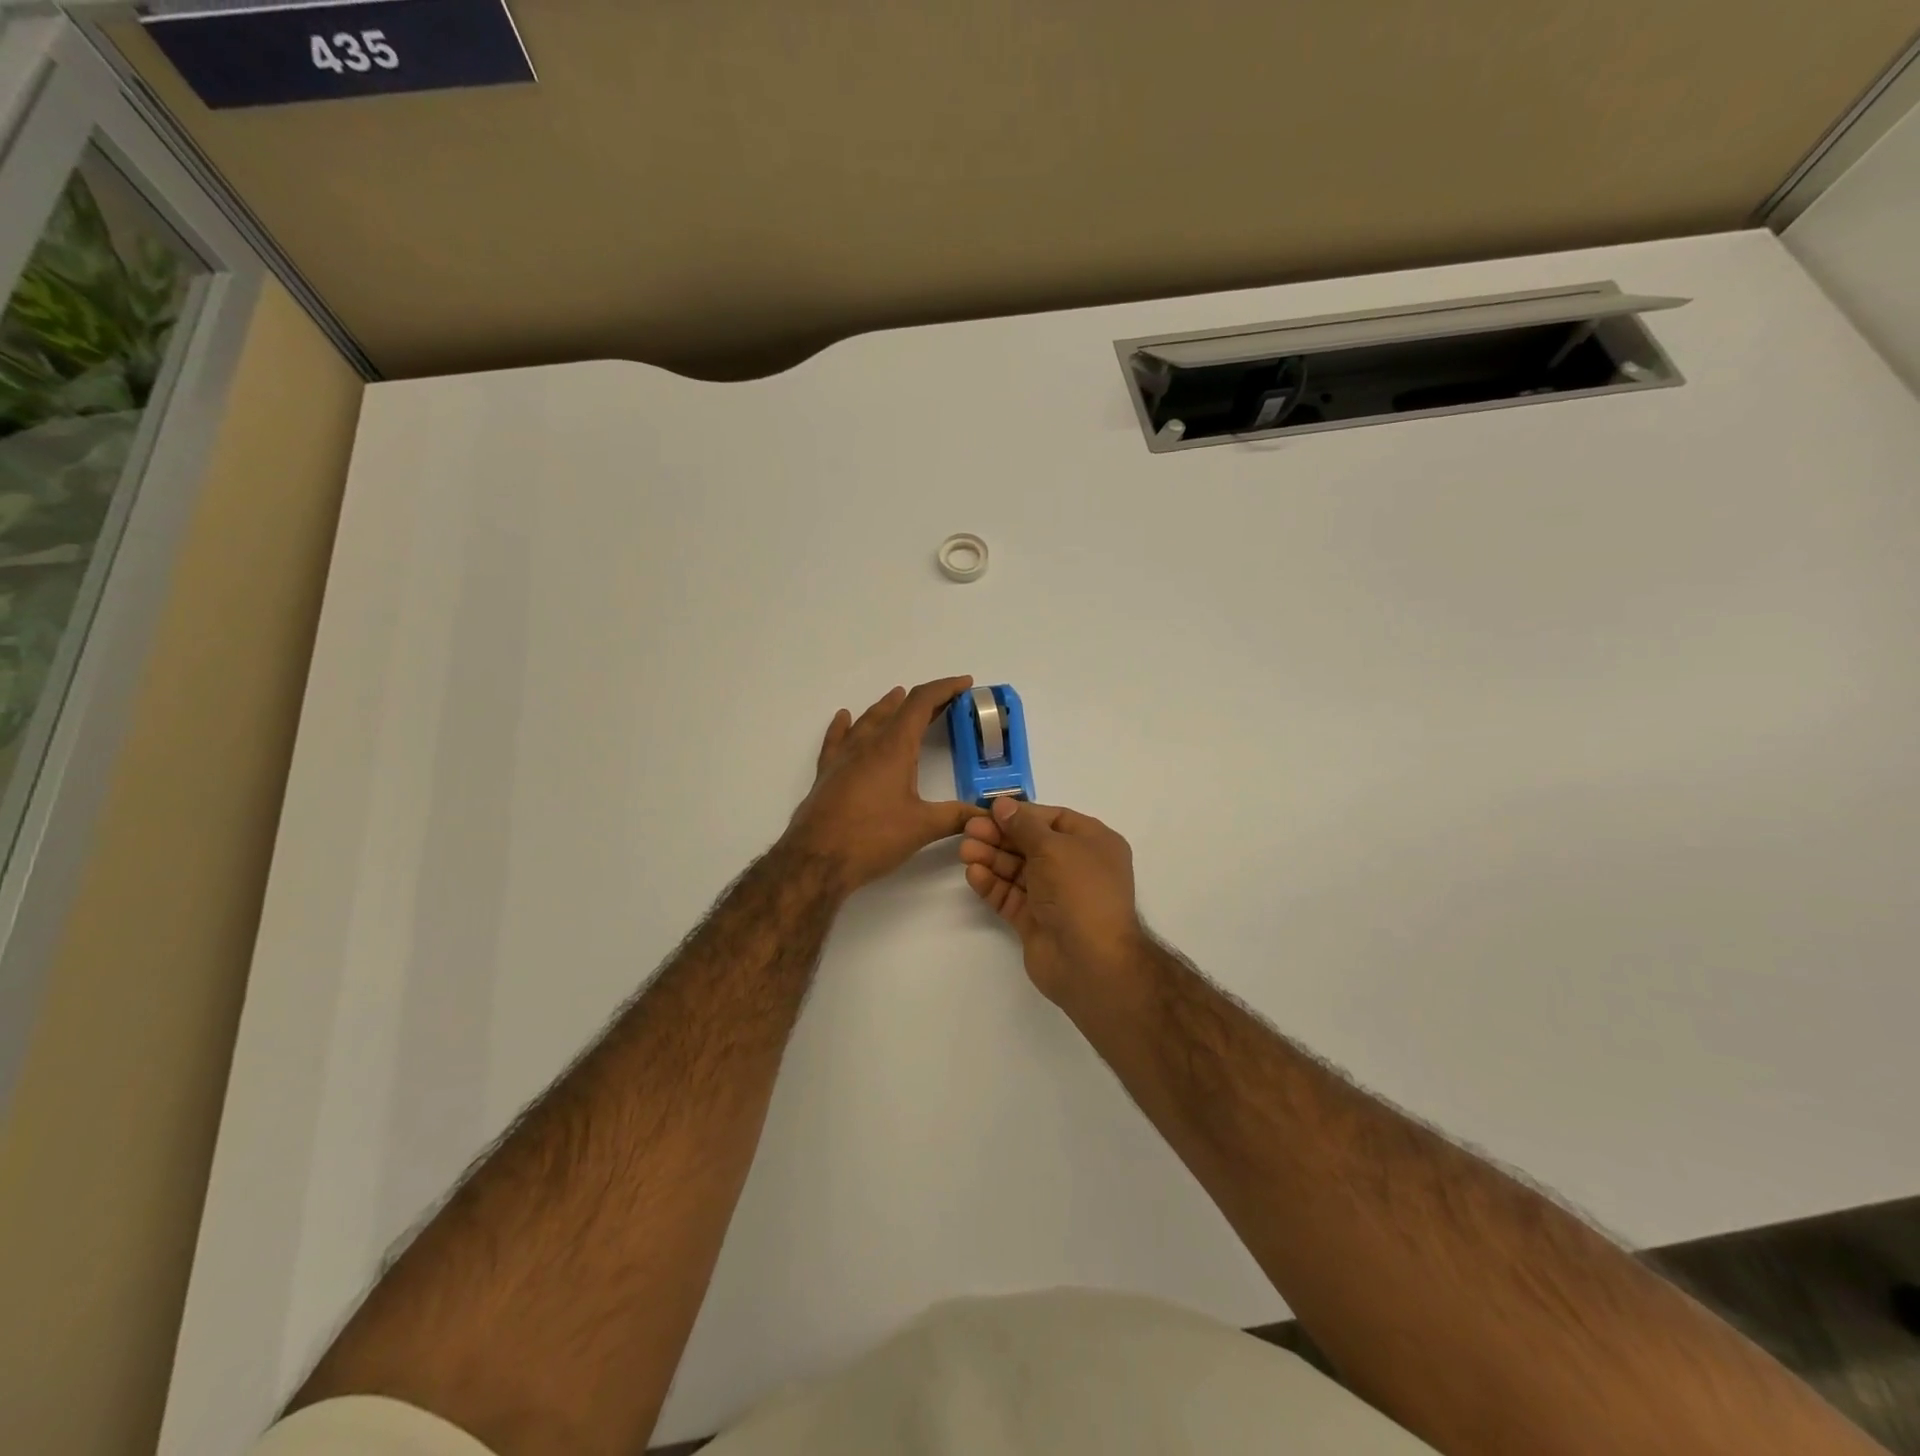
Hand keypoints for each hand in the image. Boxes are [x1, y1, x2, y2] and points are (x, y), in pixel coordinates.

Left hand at [783, 677, 981, 894]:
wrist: (815, 860)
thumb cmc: (872, 838)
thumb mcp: (922, 827)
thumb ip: (957, 817)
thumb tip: (987, 814)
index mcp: (894, 747)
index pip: (921, 703)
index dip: (945, 689)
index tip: (965, 684)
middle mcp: (867, 744)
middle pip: (897, 709)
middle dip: (923, 701)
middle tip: (945, 702)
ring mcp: (843, 757)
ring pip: (867, 720)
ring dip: (887, 707)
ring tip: (899, 698)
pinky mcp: (827, 773)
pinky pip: (837, 738)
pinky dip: (846, 725)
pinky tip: (845, 718)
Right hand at [959, 797, 1145, 1004]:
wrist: (1090, 961)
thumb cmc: (1079, 891)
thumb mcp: (1053, 847)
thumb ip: (1024, 825)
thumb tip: (1003, 805)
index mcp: (1093, 843)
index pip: (1053, 819)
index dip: (1022, 814)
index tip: (990, 810)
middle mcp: (1076, 867)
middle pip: (1032, 844)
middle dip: (1001, 836)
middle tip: (969, 829)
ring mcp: (1055, 896)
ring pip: (1018, 870)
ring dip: (992, 858)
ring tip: (965, 850)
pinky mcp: (1036, 920)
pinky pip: (1012, 896)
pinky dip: (993, 885)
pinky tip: (974, 874)